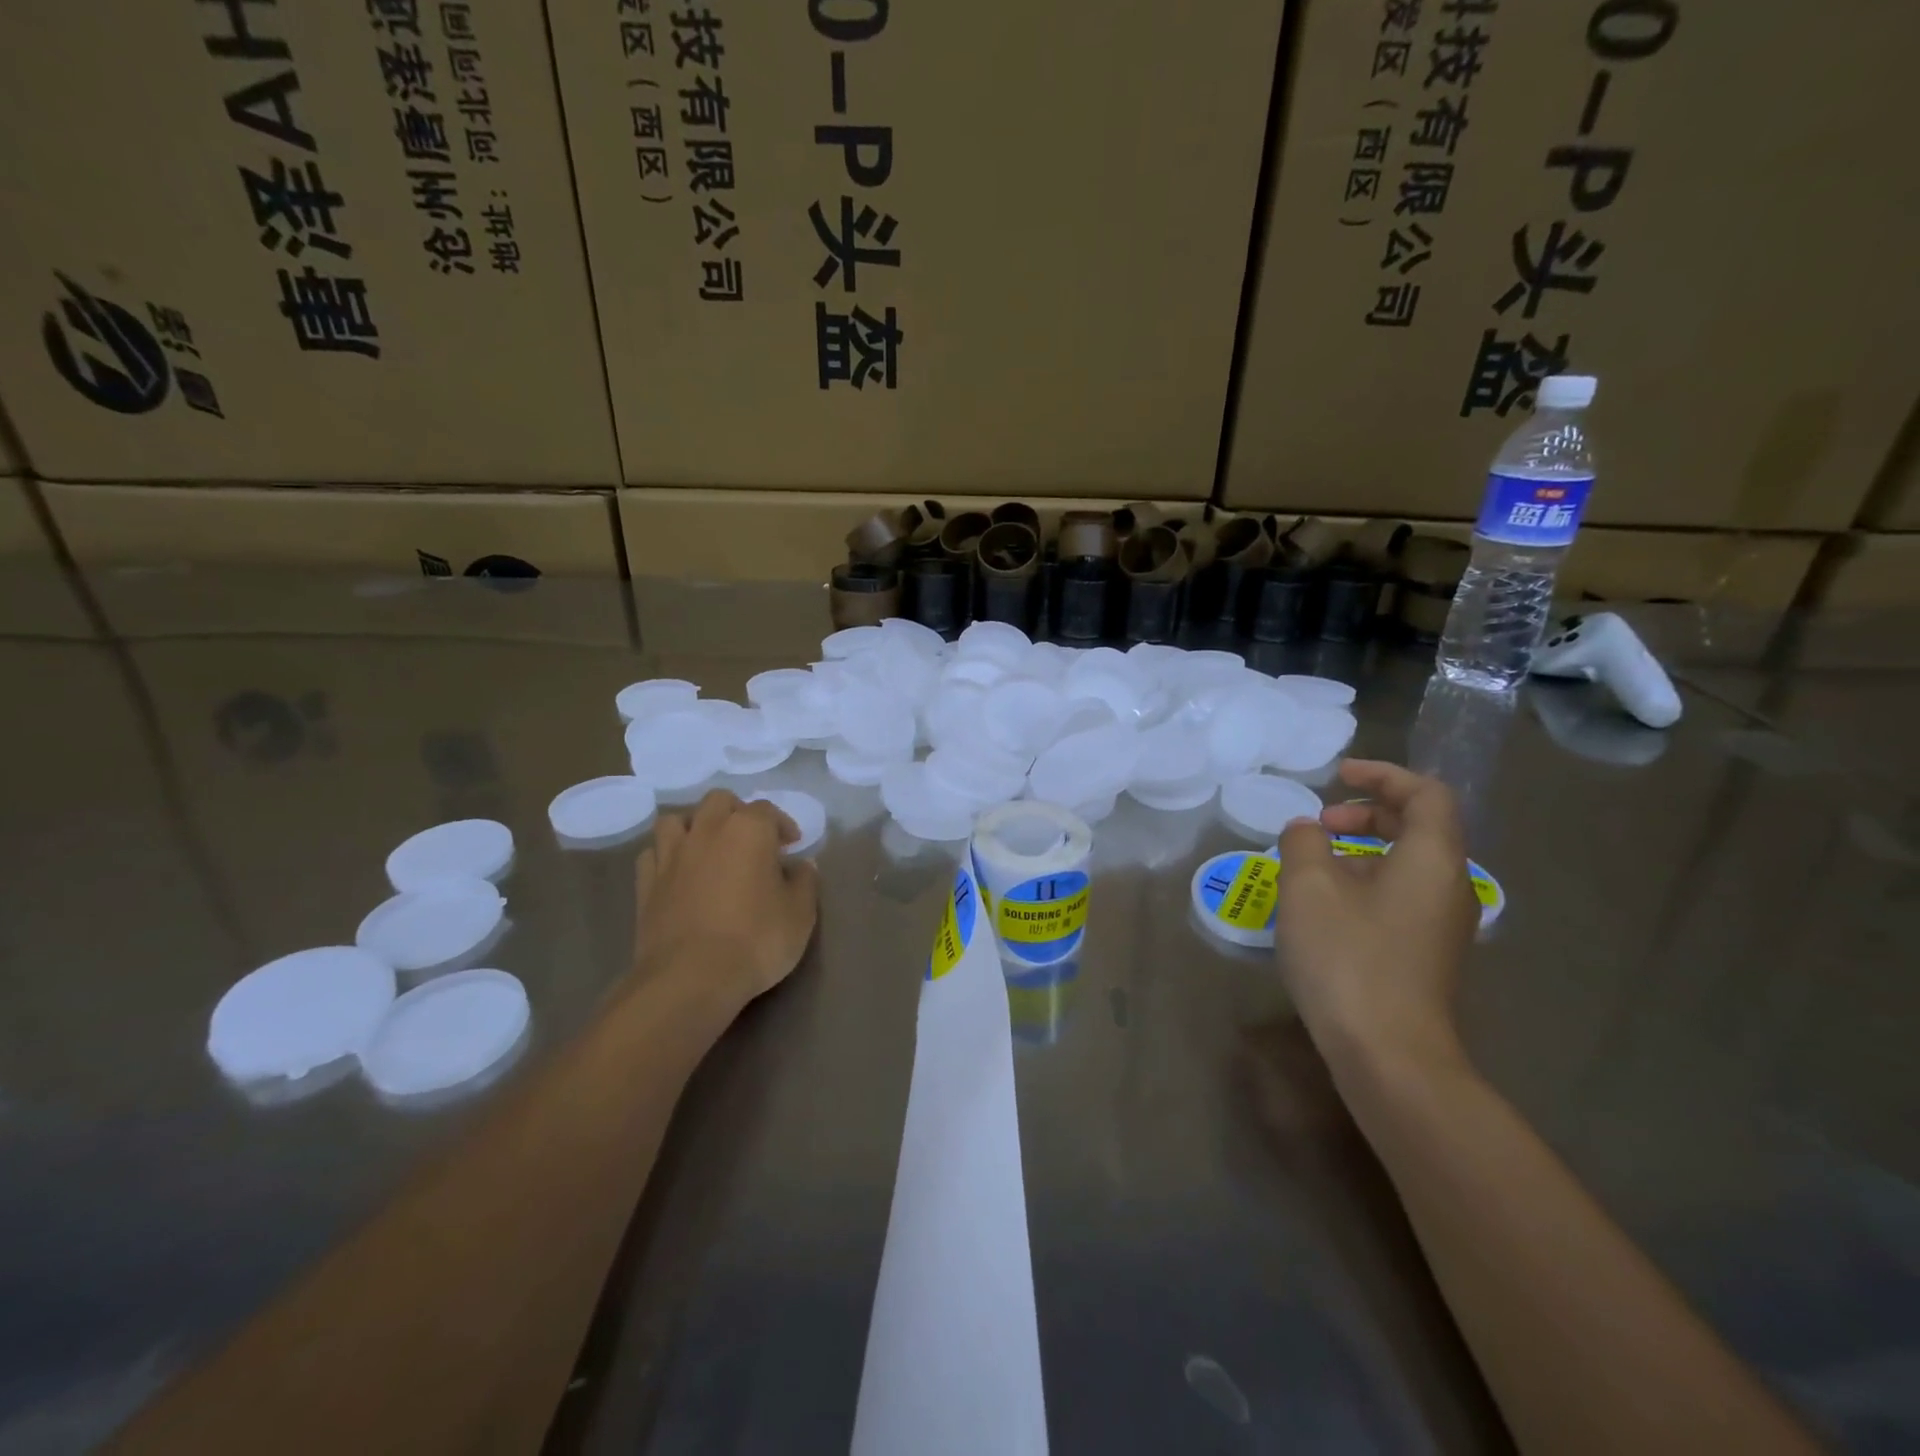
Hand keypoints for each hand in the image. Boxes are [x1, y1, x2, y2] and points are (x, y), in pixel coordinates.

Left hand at [635, 790, 819, 1009]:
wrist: (691, 978)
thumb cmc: (756, 940)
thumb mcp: (800, 914)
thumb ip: (804, 882)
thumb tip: (801, 865)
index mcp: (749, 830)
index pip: (768, 810)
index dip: (782, 825)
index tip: (791, 846)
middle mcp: (707, 831)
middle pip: (719, 801)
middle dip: (737, 812)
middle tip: (751, 840)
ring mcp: (671, 855)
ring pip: (676, 819)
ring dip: (694, 826)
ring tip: (708, 848)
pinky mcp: (646, 883)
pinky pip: (653, 853)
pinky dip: (666, 855)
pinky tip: (678, 872)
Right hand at [1273, 760, 1479, 1078]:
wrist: (1390, 1055)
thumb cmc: (1349, 958)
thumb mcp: (1308, 887)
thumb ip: (1303, 843)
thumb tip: (1306, 830)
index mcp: (1432, 858)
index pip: (1426, 794)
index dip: (1383, 775)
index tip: (1337, 775)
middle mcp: (1449, 886)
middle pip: (1419, 827)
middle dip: (1368, 812)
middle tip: (1320, 822)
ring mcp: (1442, 925)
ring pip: (1408, 864)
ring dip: (1362, 849)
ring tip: (1312, 864)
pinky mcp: (1426, 954)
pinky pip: (1400, 896)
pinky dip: (1366, 881)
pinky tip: (1325, 907)